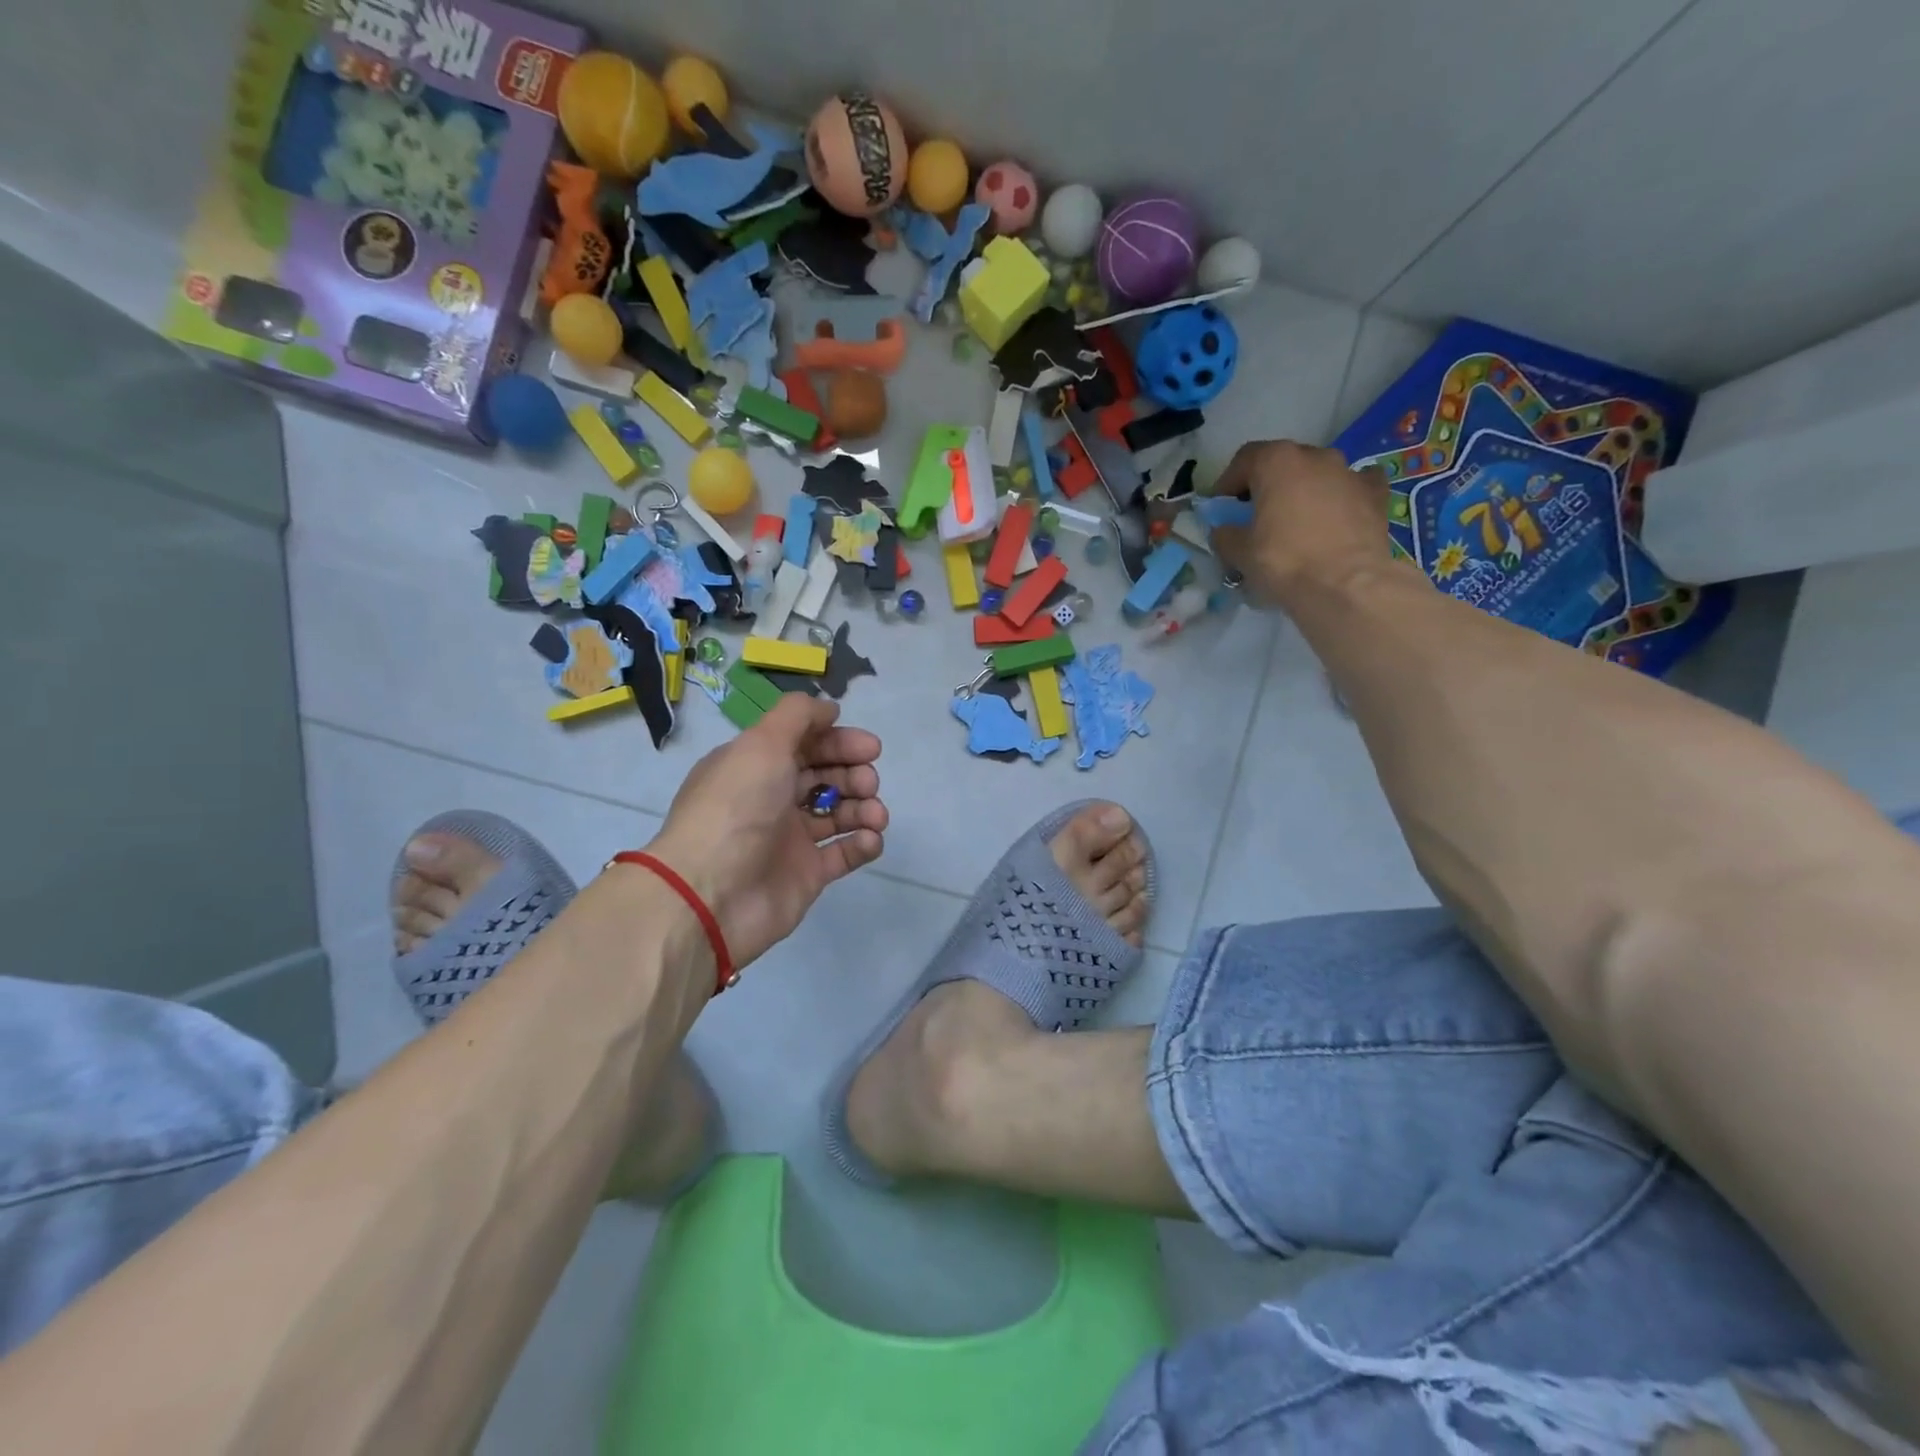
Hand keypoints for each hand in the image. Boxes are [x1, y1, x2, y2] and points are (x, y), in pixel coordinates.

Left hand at [641, 695, 886, 968]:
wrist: (710, 894)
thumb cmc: (736, 809)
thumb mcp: (761, 743)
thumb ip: (798, 716)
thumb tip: (828, 709)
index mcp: (755, 766)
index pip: (804, 744)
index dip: (838, 741)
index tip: (869, 747)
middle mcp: (771, 798)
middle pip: (824, 776)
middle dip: (854, 773)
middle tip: (869, 781)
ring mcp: (790, 838)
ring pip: (839, 813)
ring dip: (864, 807)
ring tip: (875, 815)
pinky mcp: (807, 875)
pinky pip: (844, 853)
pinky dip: (862, 843)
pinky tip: (870, 839)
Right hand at [1210, 440, 1399, 603]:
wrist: (1345, 585)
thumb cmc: (1284, 561)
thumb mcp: (1238, 552)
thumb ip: (1225, 534)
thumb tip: (1225, 531)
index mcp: (1277, 461)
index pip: (1244, 459)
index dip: (1228, 483)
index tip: (1222, 508)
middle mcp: (1315, 455)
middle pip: (1282, 463)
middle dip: (1266, 486)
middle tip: (1256, 516)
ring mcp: (1350, 472)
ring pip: (1317, 474)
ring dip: (1303, 490)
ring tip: (1296, 521)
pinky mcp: (1376, 494)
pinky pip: (1354, 485)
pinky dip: (1342, 496)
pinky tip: (1338, 514)